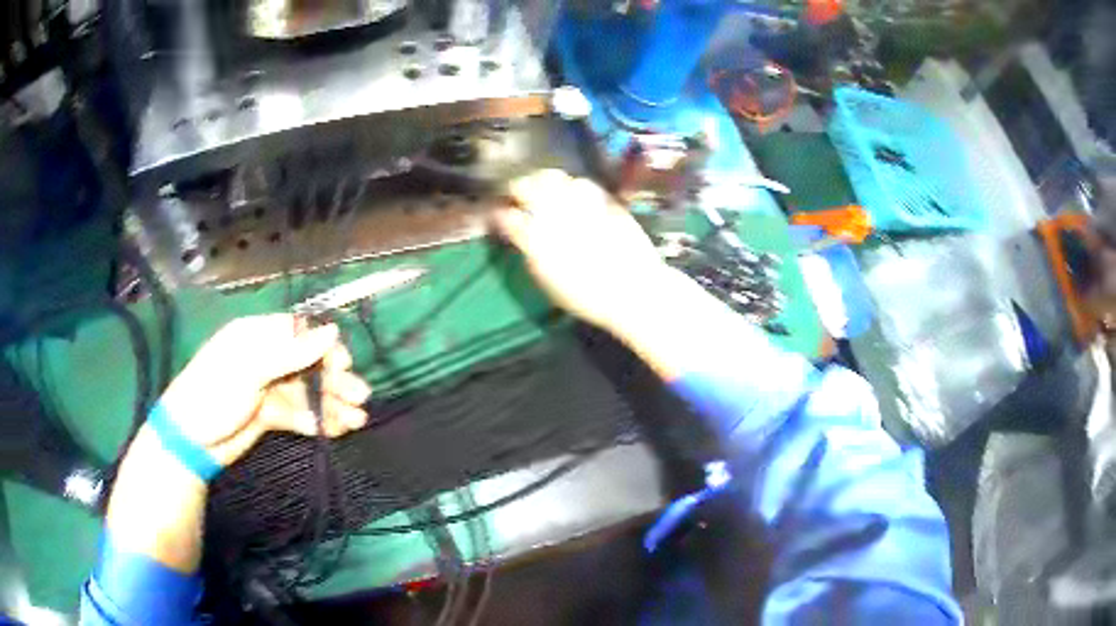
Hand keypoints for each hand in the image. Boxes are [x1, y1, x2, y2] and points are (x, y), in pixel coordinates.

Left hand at [156, 314, 371, 466]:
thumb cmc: (214, 394)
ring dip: (331, 404)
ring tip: (357, 420)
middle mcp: (265, 358)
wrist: (191, 442)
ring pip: (307, 391)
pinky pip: (299, 414)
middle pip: (307, 363)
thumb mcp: (250, 370)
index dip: (324, 346)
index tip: (343, 364)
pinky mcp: (269, 414)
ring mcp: (267, 387)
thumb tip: (332, 330)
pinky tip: (336, 431)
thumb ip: (291, 353)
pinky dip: (317, 421)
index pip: (299, 332)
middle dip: (334, 380)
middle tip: (359, 396)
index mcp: (256, 336)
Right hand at [494, 170, 670, 332]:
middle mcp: (554, 215)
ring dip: (543, 180)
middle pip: (526, 186)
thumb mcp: (549, 282)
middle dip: (517, 186)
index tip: (497, 212)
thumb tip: (520, 234)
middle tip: (516, 192)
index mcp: (536, 240)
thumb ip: (530, 253)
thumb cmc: (588, 296)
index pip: (507, 217)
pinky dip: (572, 185)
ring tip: (543, 187)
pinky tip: (573, 193)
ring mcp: (579, 202)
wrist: (634, 291)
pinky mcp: (603, 199)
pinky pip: (582, 183)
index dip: (499, 212)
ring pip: (553, 178)